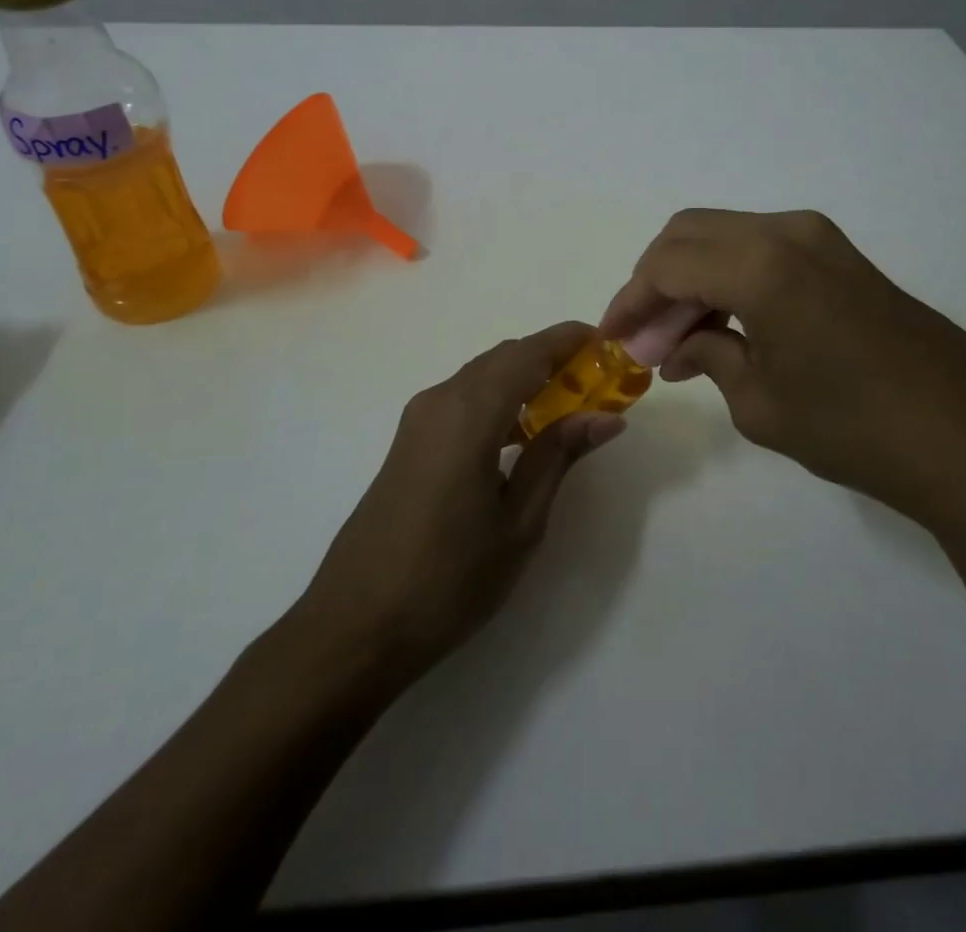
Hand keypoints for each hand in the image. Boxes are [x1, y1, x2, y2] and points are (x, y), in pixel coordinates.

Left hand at [296, 322, 625, 678]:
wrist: (355, 626)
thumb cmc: (448, 579)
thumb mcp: (519, 523)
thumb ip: (559, 457)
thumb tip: (606, 417)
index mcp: (469, 413)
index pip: (529, 353)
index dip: (569, 341)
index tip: (610, 345)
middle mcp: (439, 400)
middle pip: (505, 358)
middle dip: (552, 360)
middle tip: (598, 383)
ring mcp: (418, 420)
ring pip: (482, 377)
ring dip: (526, 380)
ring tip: (570, 408)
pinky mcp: (409, 441)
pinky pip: (463, 400)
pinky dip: (499, 400)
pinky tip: (522, 435)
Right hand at [600, 209, 965, 529]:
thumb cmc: (855, 427)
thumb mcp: (760, 403)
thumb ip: (708, 357)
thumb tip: (676, 347)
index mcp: (759, 265)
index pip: (666, 265)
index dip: (630, 301)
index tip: (612, 339)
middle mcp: (786, 232)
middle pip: (688, 233)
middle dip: (655, 281)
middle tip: (645, 337)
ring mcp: (819, 238)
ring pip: (724, 235)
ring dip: (692, 276)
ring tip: (680, 337)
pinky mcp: (840, 254)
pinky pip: (761, 247)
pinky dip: (729, 275)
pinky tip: (726, 323)